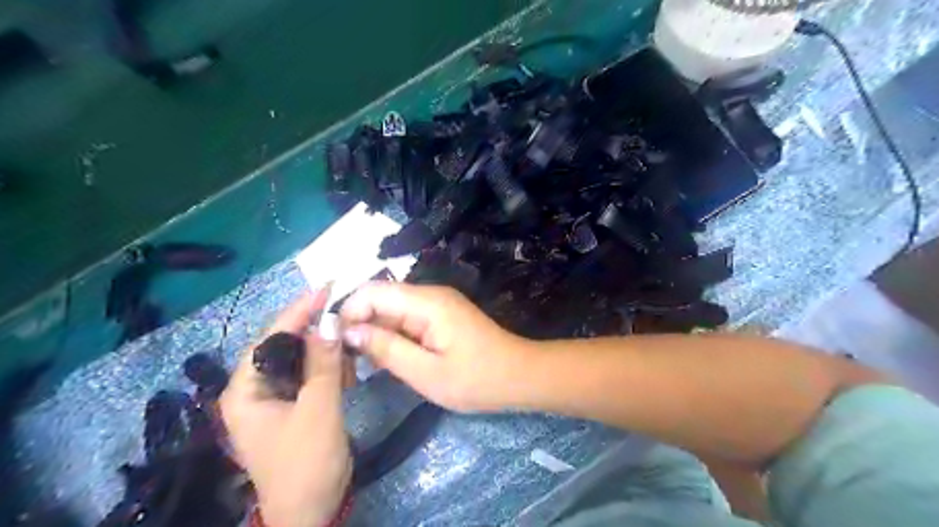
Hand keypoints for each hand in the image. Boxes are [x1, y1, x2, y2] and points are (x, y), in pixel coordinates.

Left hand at [222, 290, 353, 526]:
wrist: (310, 513)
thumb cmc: (307, 463)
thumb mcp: (319, 410)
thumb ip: (324, 364)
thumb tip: (331, 320)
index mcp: (245, 390)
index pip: (271, 338)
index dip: (299, 311)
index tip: (325, 289)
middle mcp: (253, 389)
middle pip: (283, 346)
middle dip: (315, 331)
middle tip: (345, 316)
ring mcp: (271, 399)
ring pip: (299, 359)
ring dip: (325, 350)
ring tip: (350, 346)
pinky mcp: (291, 406)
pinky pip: (309, 375)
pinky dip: (328, 367)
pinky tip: (347, 369)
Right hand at [340, 284, 531, 411]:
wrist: (520, 377)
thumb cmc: (476, 379)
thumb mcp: (426, 372)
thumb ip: (386, 349)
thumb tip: (349, 331)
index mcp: (427, 302)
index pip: (373, 291)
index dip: (349, 312)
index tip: (337, 345)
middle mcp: (430, 295)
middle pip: (381, 299)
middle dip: (359, 325)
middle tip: (347, 362)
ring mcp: (437, 305)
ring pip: (392, 310)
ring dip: (375, 333)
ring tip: (363, 366)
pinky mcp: (442, 316)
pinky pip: (407, 320)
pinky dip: (393, 337)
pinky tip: (387, 360)